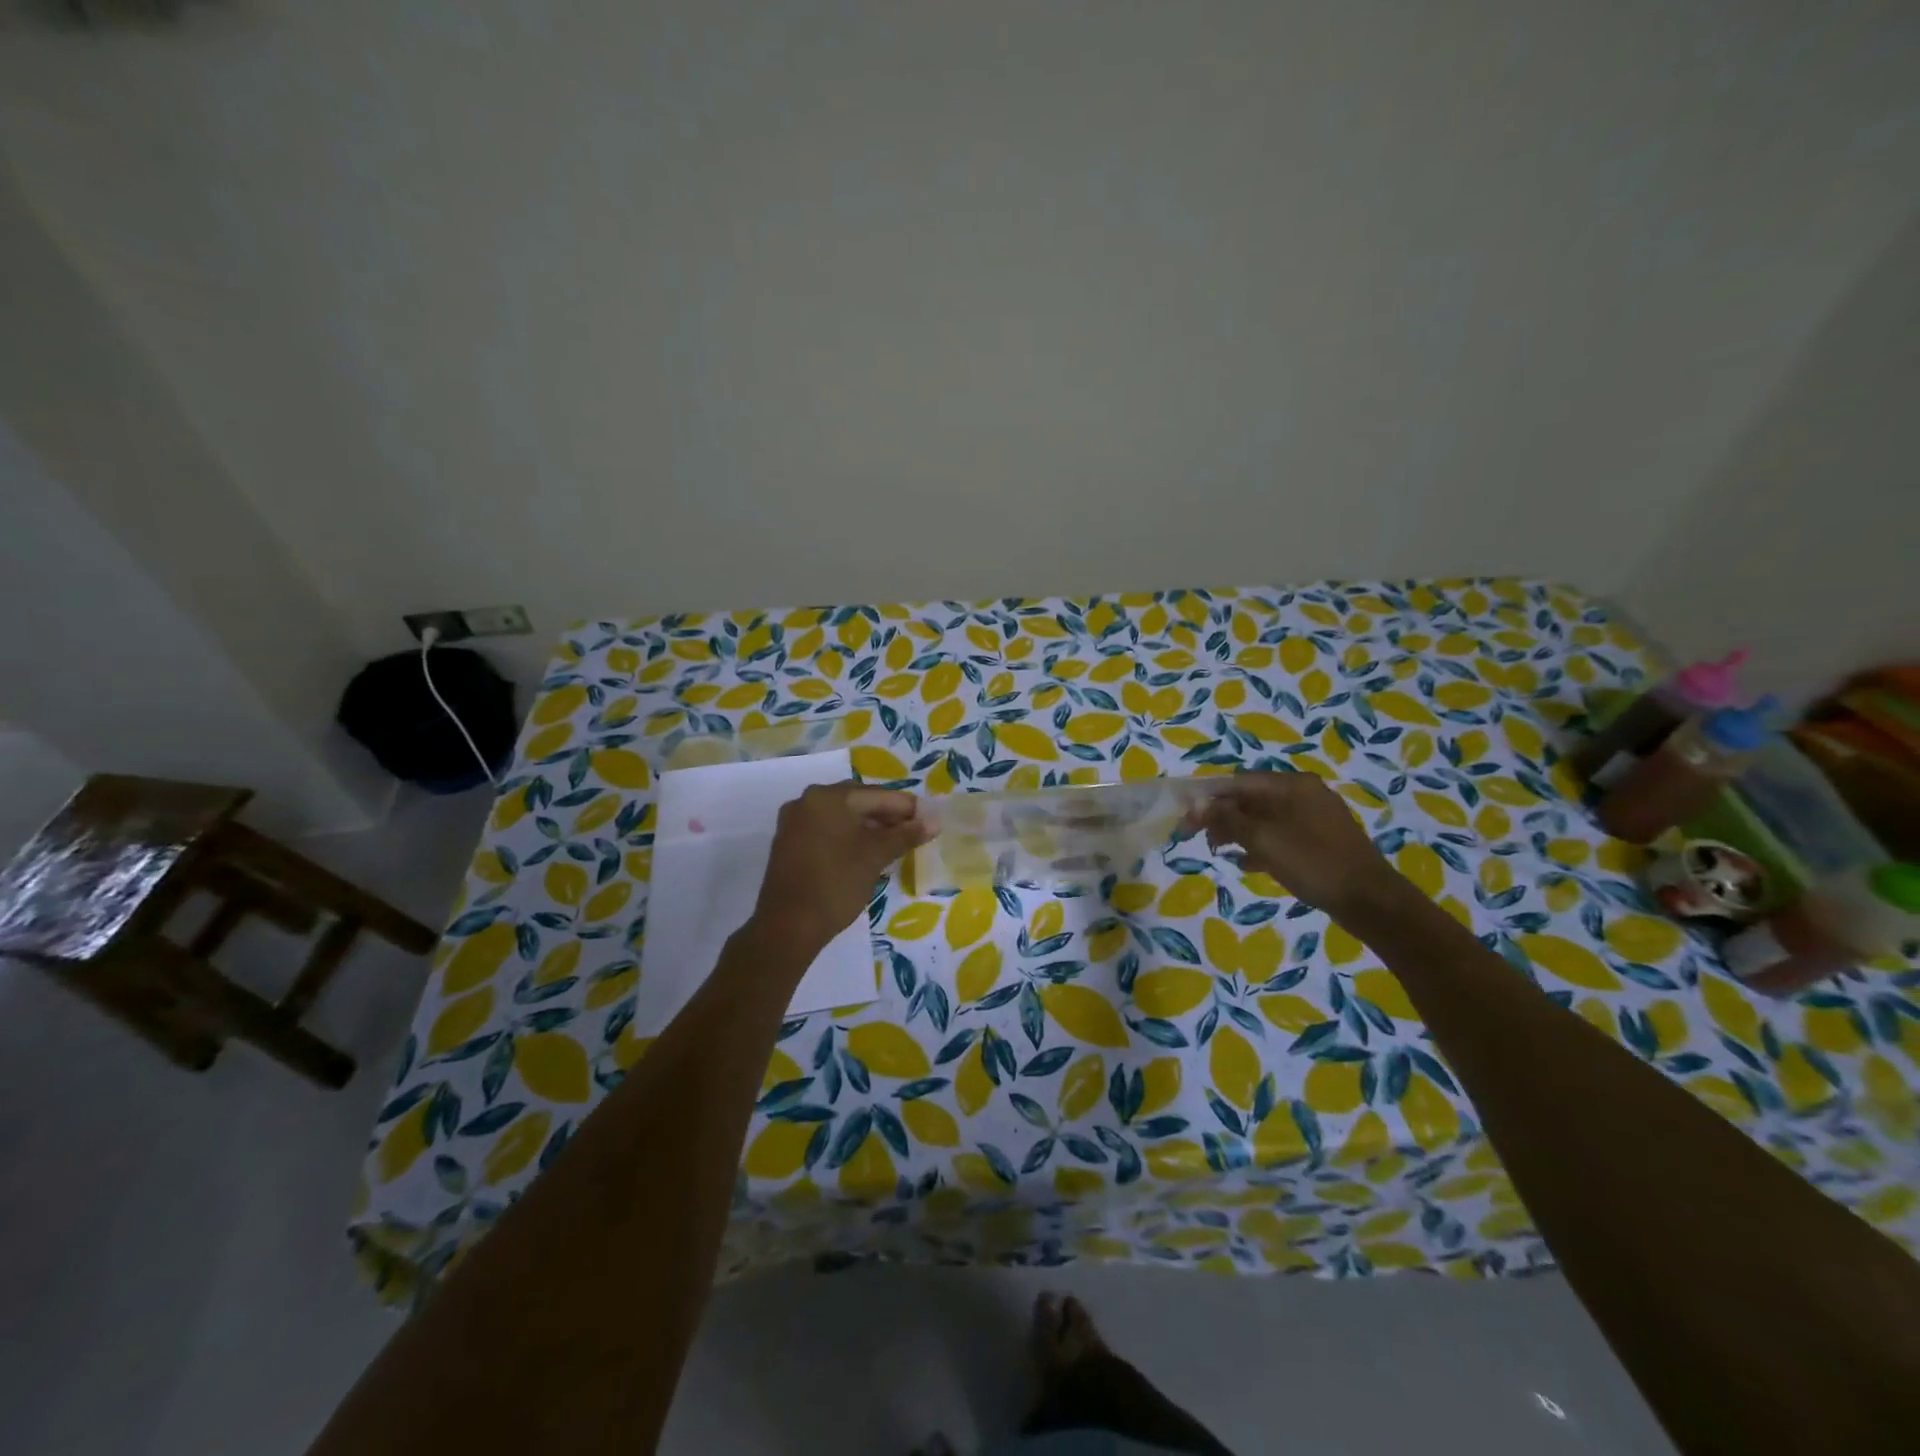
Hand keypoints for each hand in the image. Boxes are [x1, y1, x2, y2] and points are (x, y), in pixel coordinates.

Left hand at [752, 782, 931, 953]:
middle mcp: (807, 801)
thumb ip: (905, 835)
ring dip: (868, 827)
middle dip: (887, 816)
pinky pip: (826, 830)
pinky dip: (847, 836)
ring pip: (841, 817)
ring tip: (894, 844)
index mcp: (828, 797)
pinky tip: (865, 852)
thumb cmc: (837, 884)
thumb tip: (934, 823)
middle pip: (857, 801)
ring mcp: (794, 822)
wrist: (788, 926)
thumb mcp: (875, 857)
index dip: (907, 807)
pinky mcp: (789, 843)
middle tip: (913, 832)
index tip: (929, 820)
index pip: (877, 795)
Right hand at [1185, 771, 1396, 914]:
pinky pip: (1280, 834)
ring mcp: (1314, 817)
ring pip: (1264, 817)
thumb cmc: (1312, 863)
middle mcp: (1303, 793)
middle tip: (1198, 837)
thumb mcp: (1263, 839)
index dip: (1207, 798)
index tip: (1185, 817)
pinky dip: (1260, 844)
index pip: (1238, 782)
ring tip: (1218, 850)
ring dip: (1238, 831)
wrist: (1369, 900)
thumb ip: (1227, 819)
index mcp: (1291, 785)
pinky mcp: (1319, 840)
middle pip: (1250, 798)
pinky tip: (1246, 863)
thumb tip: (1197, 805)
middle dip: (1222, 815)